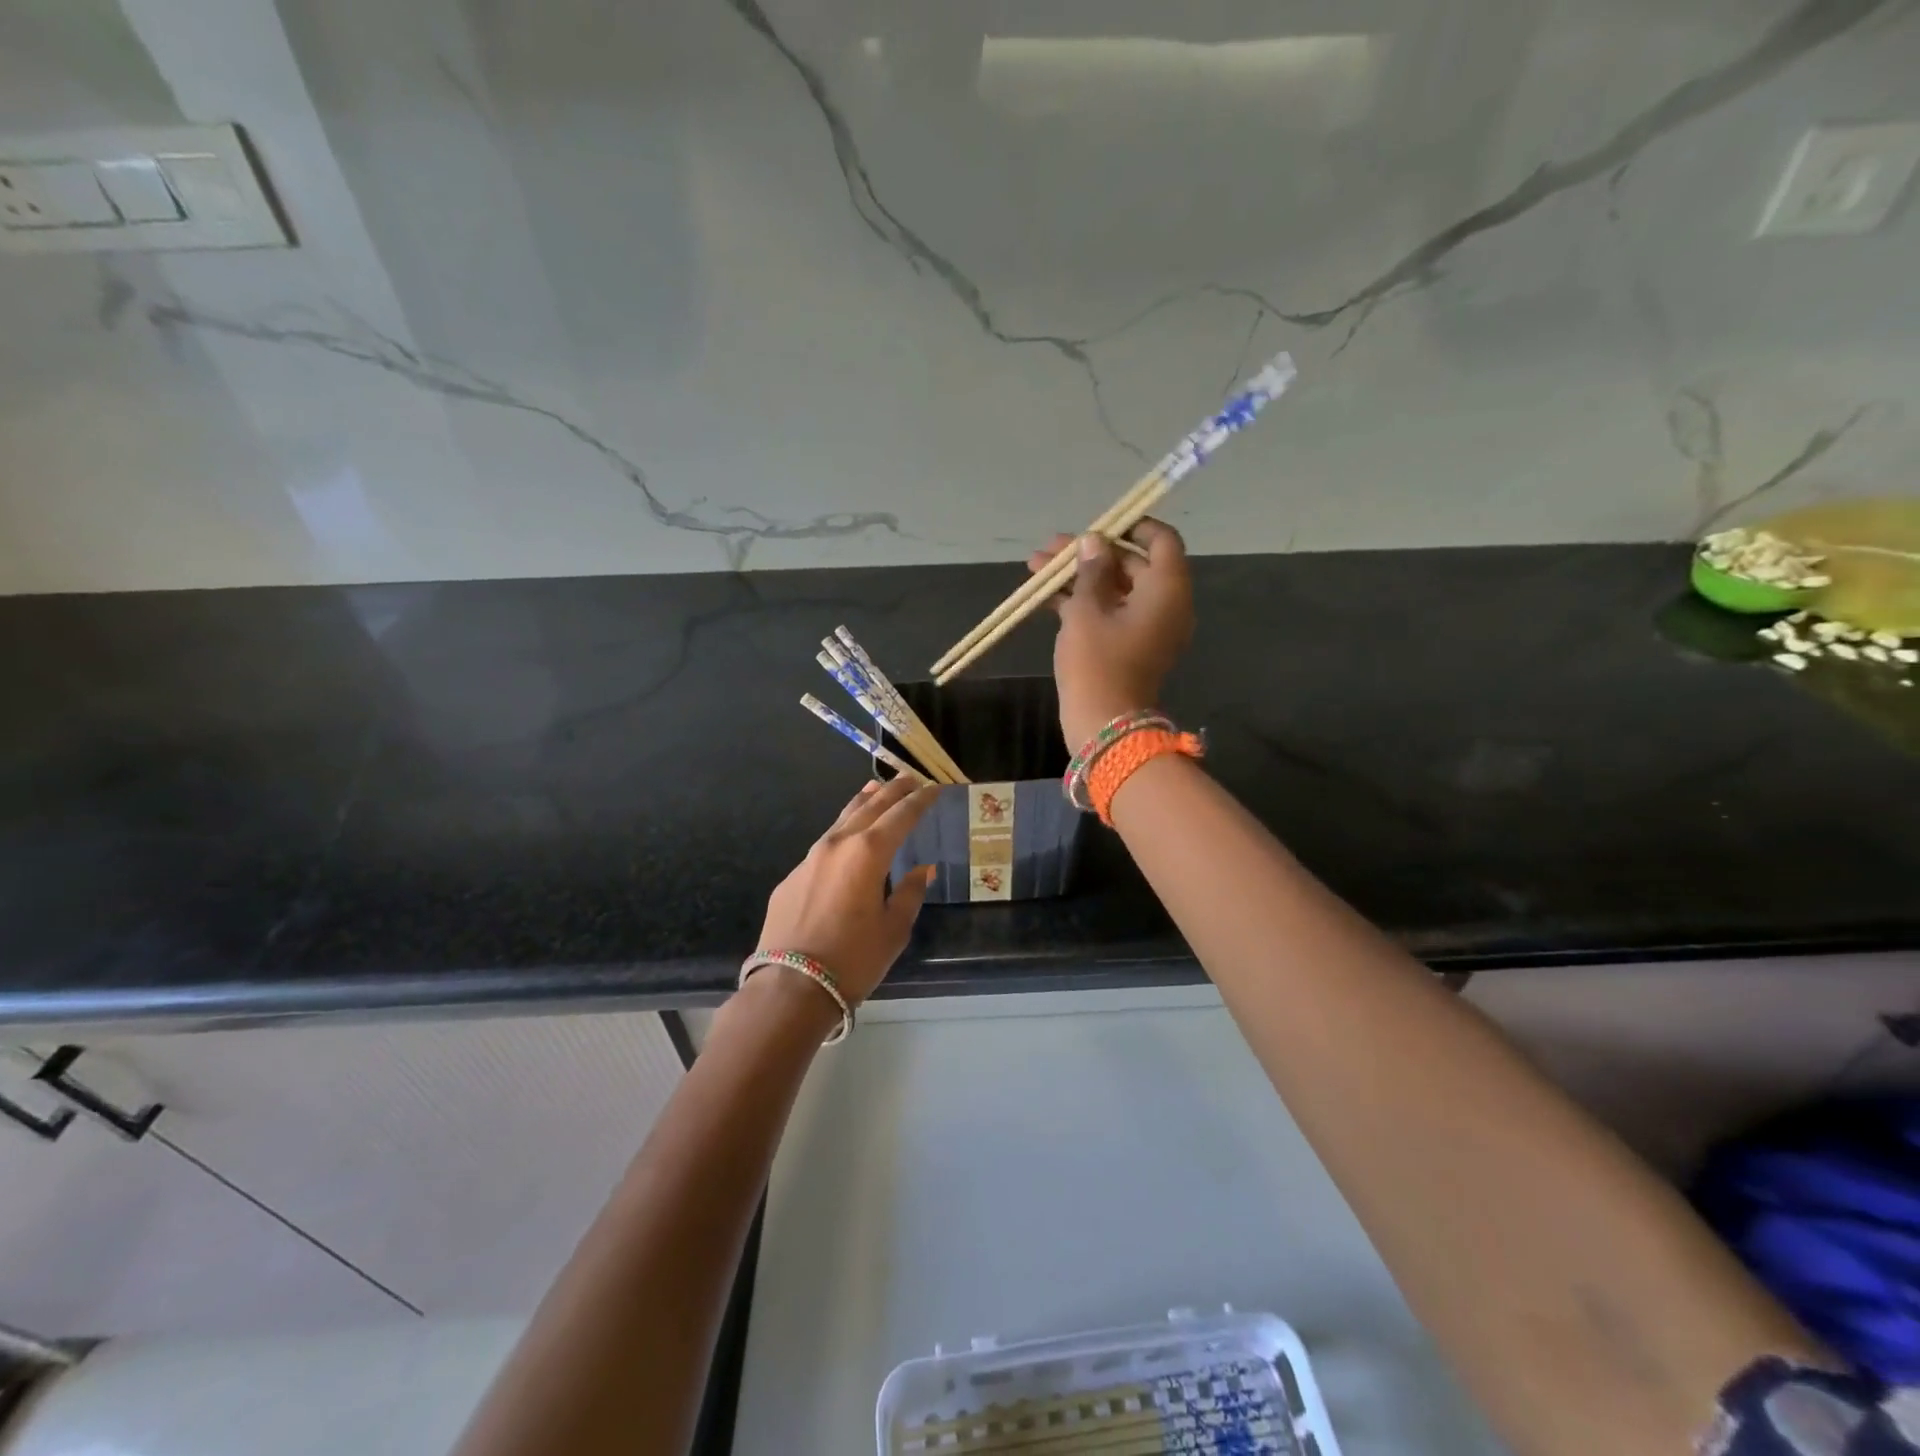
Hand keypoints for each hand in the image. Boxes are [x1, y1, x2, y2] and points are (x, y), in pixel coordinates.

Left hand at [753, 775, 939, 1005]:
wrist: (791, 986)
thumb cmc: (853, 959)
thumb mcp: (894, 929)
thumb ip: (909, 893)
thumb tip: (921, 870)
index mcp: (869, 853)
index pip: (901, 816)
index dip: (920, 800)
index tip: (934, 788)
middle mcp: (838, 844)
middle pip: (870, 807)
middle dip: (892, 791)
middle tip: (910, 778)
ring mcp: (810, 858)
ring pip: (842, 820)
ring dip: (862, 804)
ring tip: (875, 790)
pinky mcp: (792, 877)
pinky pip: (824, 845)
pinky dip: (841, 833)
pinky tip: (846, 839)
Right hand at [1028, 519, 1193, 746]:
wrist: (1103, 723)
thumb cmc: (1097, 662)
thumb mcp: (1087, 610)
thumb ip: (1091, 570)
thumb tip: (1093, 542)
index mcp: (1166, 589)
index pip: (1161, 541)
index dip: (1131, 527)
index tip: (1098, 525)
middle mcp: (1163, 604)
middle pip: (1131, 564)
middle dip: (1089, 553)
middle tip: (1050, 548)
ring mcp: (1145, 627)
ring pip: (1114, 589)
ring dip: (1078, 576)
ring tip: (1035, 566)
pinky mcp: (1127, 646)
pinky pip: (1108, 612)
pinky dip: (1081, 601)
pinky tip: (1043, 595)